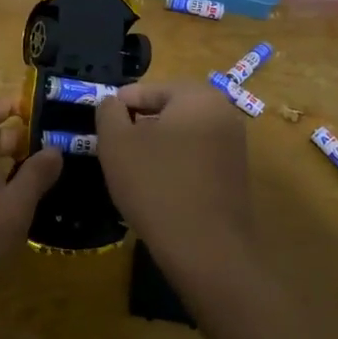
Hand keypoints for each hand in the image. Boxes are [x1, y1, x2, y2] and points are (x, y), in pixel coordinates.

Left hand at [0, 96, 63, 332]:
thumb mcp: (8, 212)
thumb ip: (34, 178)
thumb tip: (54, 148)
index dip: (16, 104)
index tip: (50, 105)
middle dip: (24, 140)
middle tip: (63, 145)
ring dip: (18, 172)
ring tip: (56, 176)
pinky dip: (8, 198)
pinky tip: (31, 213)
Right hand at [94, 82, 258, 299]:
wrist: (206, 249)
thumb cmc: (156, 186)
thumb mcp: (117, 144)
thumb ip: (108, 112)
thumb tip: (111, 102)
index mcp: (197, 96)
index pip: (149, 89)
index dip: (120, 106)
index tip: (102, 126)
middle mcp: (223, 112)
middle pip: (169, 108)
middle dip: (140, 124)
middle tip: (115, 146)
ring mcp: (234, 144)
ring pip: (183, 132)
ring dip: (157, 144)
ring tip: (133, 167)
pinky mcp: (236, 173)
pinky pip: (197, 155)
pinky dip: (176, 162)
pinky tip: (158, 186)